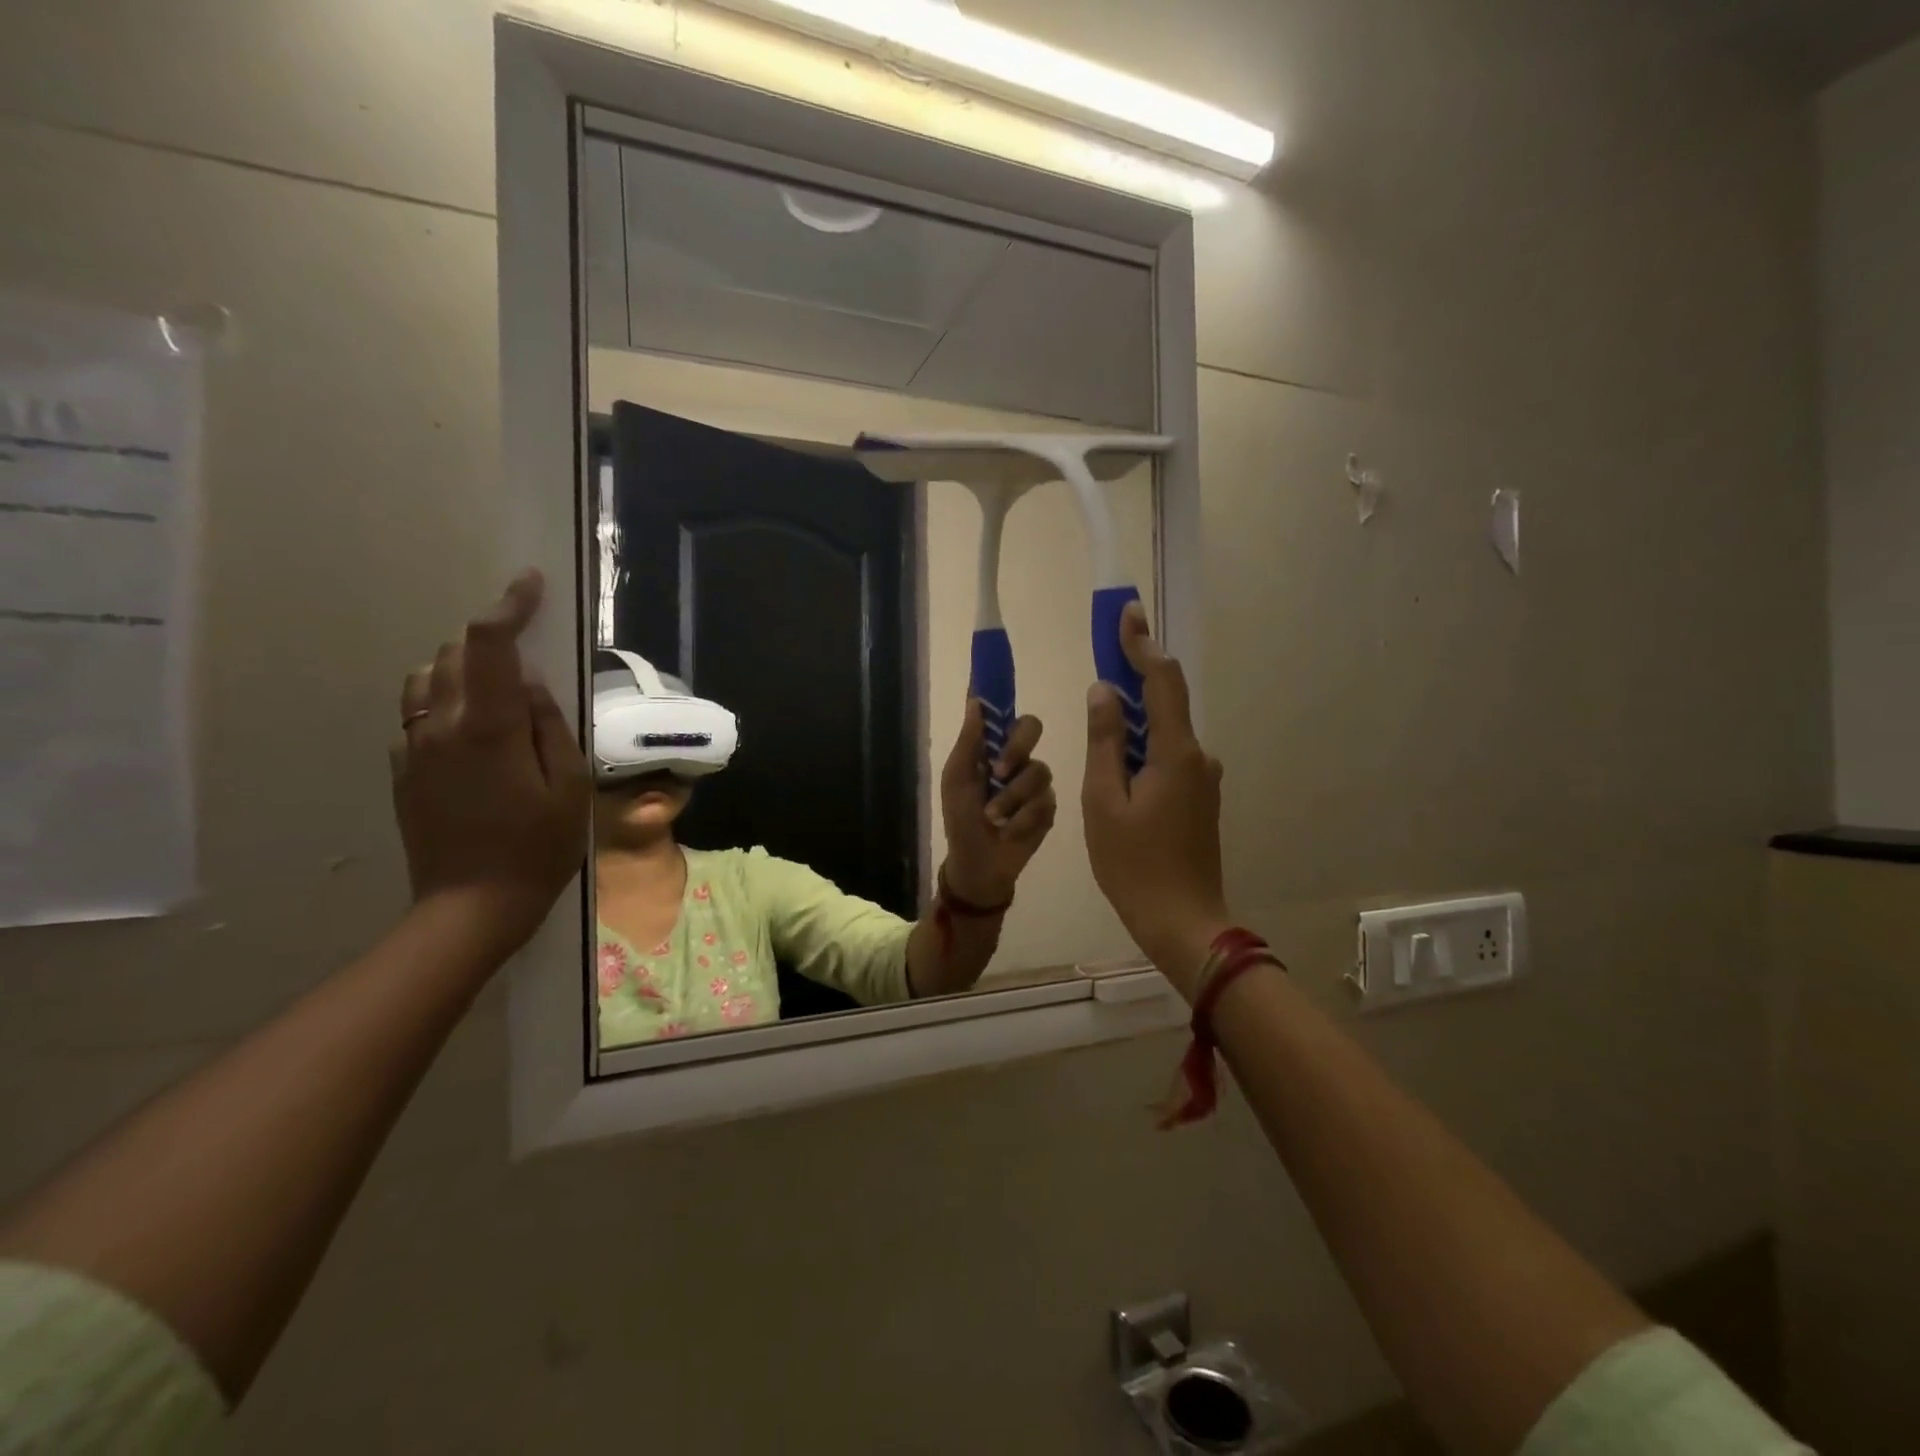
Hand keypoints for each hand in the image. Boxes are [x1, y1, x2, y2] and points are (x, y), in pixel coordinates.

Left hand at [390, 570, 590, 957]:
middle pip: (453, 653)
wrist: (471, 906)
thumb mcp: (569, 785)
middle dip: (488, 642)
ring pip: (426, 679)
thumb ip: (550, 724)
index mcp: (489, 727)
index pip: (490, 644)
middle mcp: (441, 725)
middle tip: (527, 661)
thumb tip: (532, 681)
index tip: (530, 583)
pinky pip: (418, 714)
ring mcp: (414, 747)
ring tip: (498, 691)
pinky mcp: (403, 769)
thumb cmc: (538, 847)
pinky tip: (474, 732)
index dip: (509, 606)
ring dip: (461, 668)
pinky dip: (444, 702)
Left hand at [939, 701, 1056, 905]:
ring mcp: (1036, 784)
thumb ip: (969, 742)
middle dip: (1016, 749)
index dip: (1003, 694)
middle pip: (1031, 729)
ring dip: (1012, 798)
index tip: (1000, 672)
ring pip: (1038, 772)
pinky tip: (1011, 831)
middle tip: (999, 771)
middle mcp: (1018, 759)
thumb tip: (975, 700)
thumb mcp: (957, 780)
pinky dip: (1022, 819)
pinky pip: (1044, 802)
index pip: (1003, 714)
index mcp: (992, 749)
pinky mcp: (1049, 808)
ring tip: (995, 818)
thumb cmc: (961, 820)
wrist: (979, 864)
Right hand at [1082, 602, 1229, 996]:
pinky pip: (1167, 757)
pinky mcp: (1199, 799)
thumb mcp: (1103, 802)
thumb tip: (1104, 691)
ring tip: (1098, 726)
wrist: (1184, 922)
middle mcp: (1198, 757)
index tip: (1127, 613)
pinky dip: (1142, 748)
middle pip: (1165, 702)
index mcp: (1176, 753)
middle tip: (1104, 658)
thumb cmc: (1134, 865)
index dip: (1142, 644)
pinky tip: (1117, 768)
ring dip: (1133, 720)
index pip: (1162, 681)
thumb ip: (1104, 741)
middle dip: (1134, 676)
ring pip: (1164, 733)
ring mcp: (1203, 780)